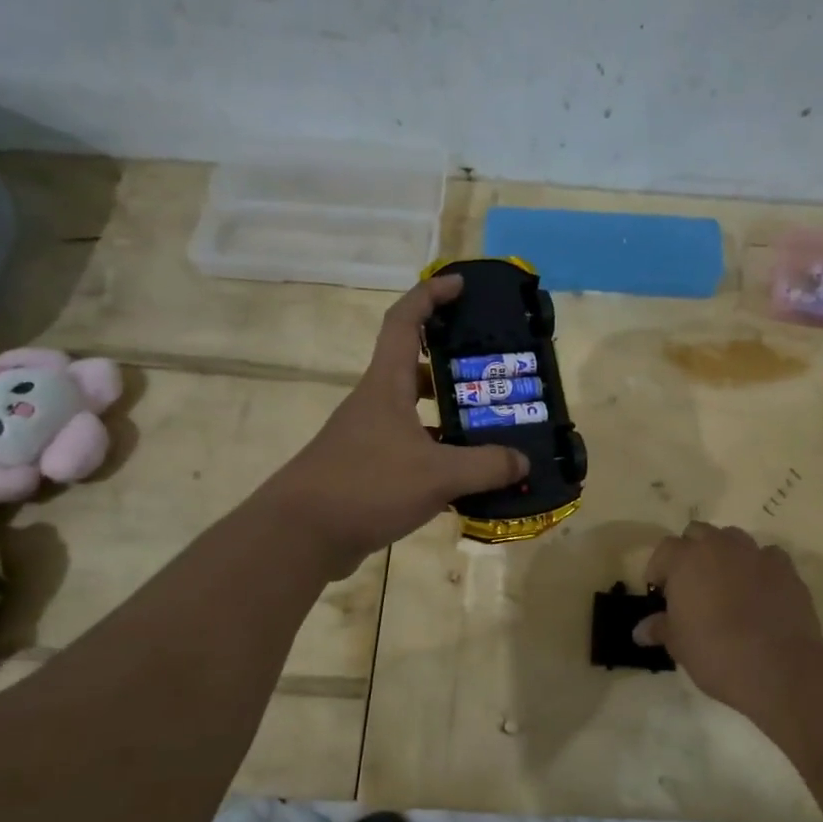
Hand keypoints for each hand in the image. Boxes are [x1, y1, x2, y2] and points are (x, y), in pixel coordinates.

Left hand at [266, 275, 527, 576]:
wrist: (299, 536)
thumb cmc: (366, 486)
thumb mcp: (437, 475)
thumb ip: (486, 466)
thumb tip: (523, 462)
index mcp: (385, 386)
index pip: (404, 322)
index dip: (430, 295)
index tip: (460, 285)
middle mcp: (374, 405)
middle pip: (413, 369)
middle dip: (452, 366)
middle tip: (492, 374)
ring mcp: (367, 440)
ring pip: (416, 416)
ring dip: (449, 419)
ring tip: (492, 429)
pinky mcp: (366, 473)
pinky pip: (411, 455)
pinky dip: (439, 460)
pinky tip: (468, 482)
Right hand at [637, 522, 822, 739]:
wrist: (778, 667)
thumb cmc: (715, 653)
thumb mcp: (678, 644)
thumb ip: (660, 628)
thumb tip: (641, 630)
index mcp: (686, 559)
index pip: (664, 549)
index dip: (659, 569)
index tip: (660, 592)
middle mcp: (720, 547)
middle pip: (698, 533)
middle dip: (691, 552)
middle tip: (691, 584)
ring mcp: (755, 554)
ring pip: (734, 538)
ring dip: (725, 554)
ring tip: (725, 583)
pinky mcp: (786, 569)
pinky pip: (767, 556)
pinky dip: (759, 567)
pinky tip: (759, 590)